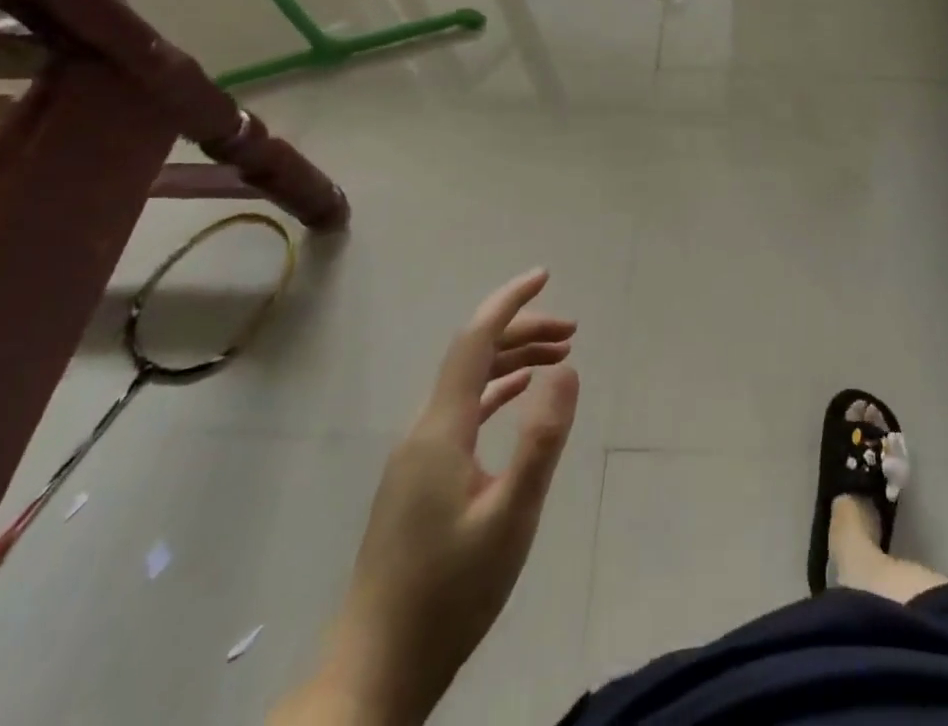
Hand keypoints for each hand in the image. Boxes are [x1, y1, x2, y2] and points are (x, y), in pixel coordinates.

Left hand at [274, 269, 579, 725]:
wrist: (375, 672)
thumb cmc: (449, 594)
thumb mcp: (511, 518)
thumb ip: (541, 441)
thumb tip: (567, 370)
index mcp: (441, 429)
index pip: (474, 340)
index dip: (509, 302)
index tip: (544, 275)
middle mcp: (424, 430)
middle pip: (473, 356)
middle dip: (522, 331)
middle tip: (573, 332)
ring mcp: (419, 455)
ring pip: (469, 383)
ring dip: (513, 360)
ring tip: (560, 356)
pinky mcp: (421, 479)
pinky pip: (462, 412)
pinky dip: (496, 392)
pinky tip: (518, 395)